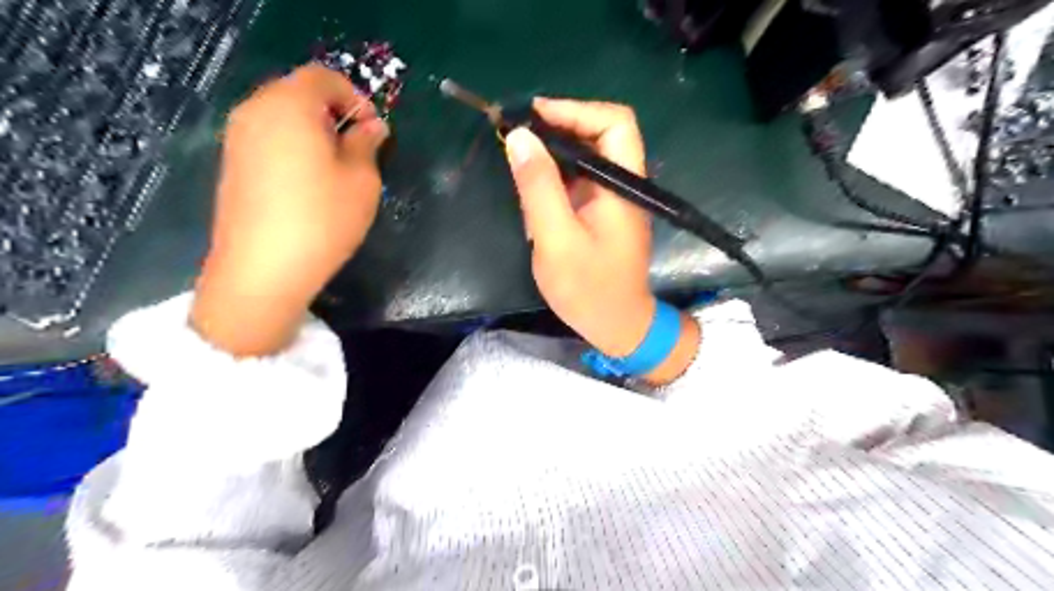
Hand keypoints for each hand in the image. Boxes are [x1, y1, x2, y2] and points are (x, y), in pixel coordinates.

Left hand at [192, 68, 387, 357]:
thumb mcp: (362, 180)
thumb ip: (367, 144)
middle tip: (361, 149)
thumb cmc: (322, 219)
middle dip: (335, 113)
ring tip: (338, 168)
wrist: (263, 270)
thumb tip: (371, 127)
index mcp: (290, 105)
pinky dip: (294, 147)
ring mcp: (238, 138)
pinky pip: (269, 138)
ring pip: (283, 116)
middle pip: (299, 92)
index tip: (375, 131)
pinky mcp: (233, 164)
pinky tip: (310, 184)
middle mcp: (255, 110)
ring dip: (315, 131)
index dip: (355, 97)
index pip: (324, 77)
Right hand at [504, 98, 697, 383]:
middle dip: (560, 126)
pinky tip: (532, 186)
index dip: (575, 110)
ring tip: (518, 156)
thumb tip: (519, 136)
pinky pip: (579, 179)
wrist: (617, 326)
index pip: (614, 123)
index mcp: (623, 184)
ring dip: (554, 151)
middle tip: (518, 135)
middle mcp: (623, 183)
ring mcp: (613, 198)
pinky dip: (555, 175)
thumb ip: (539, 187)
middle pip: (600, 133)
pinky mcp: (601, 212)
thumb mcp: (557, 239)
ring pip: (587, 155)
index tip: (534, 116)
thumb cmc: (589, 288)